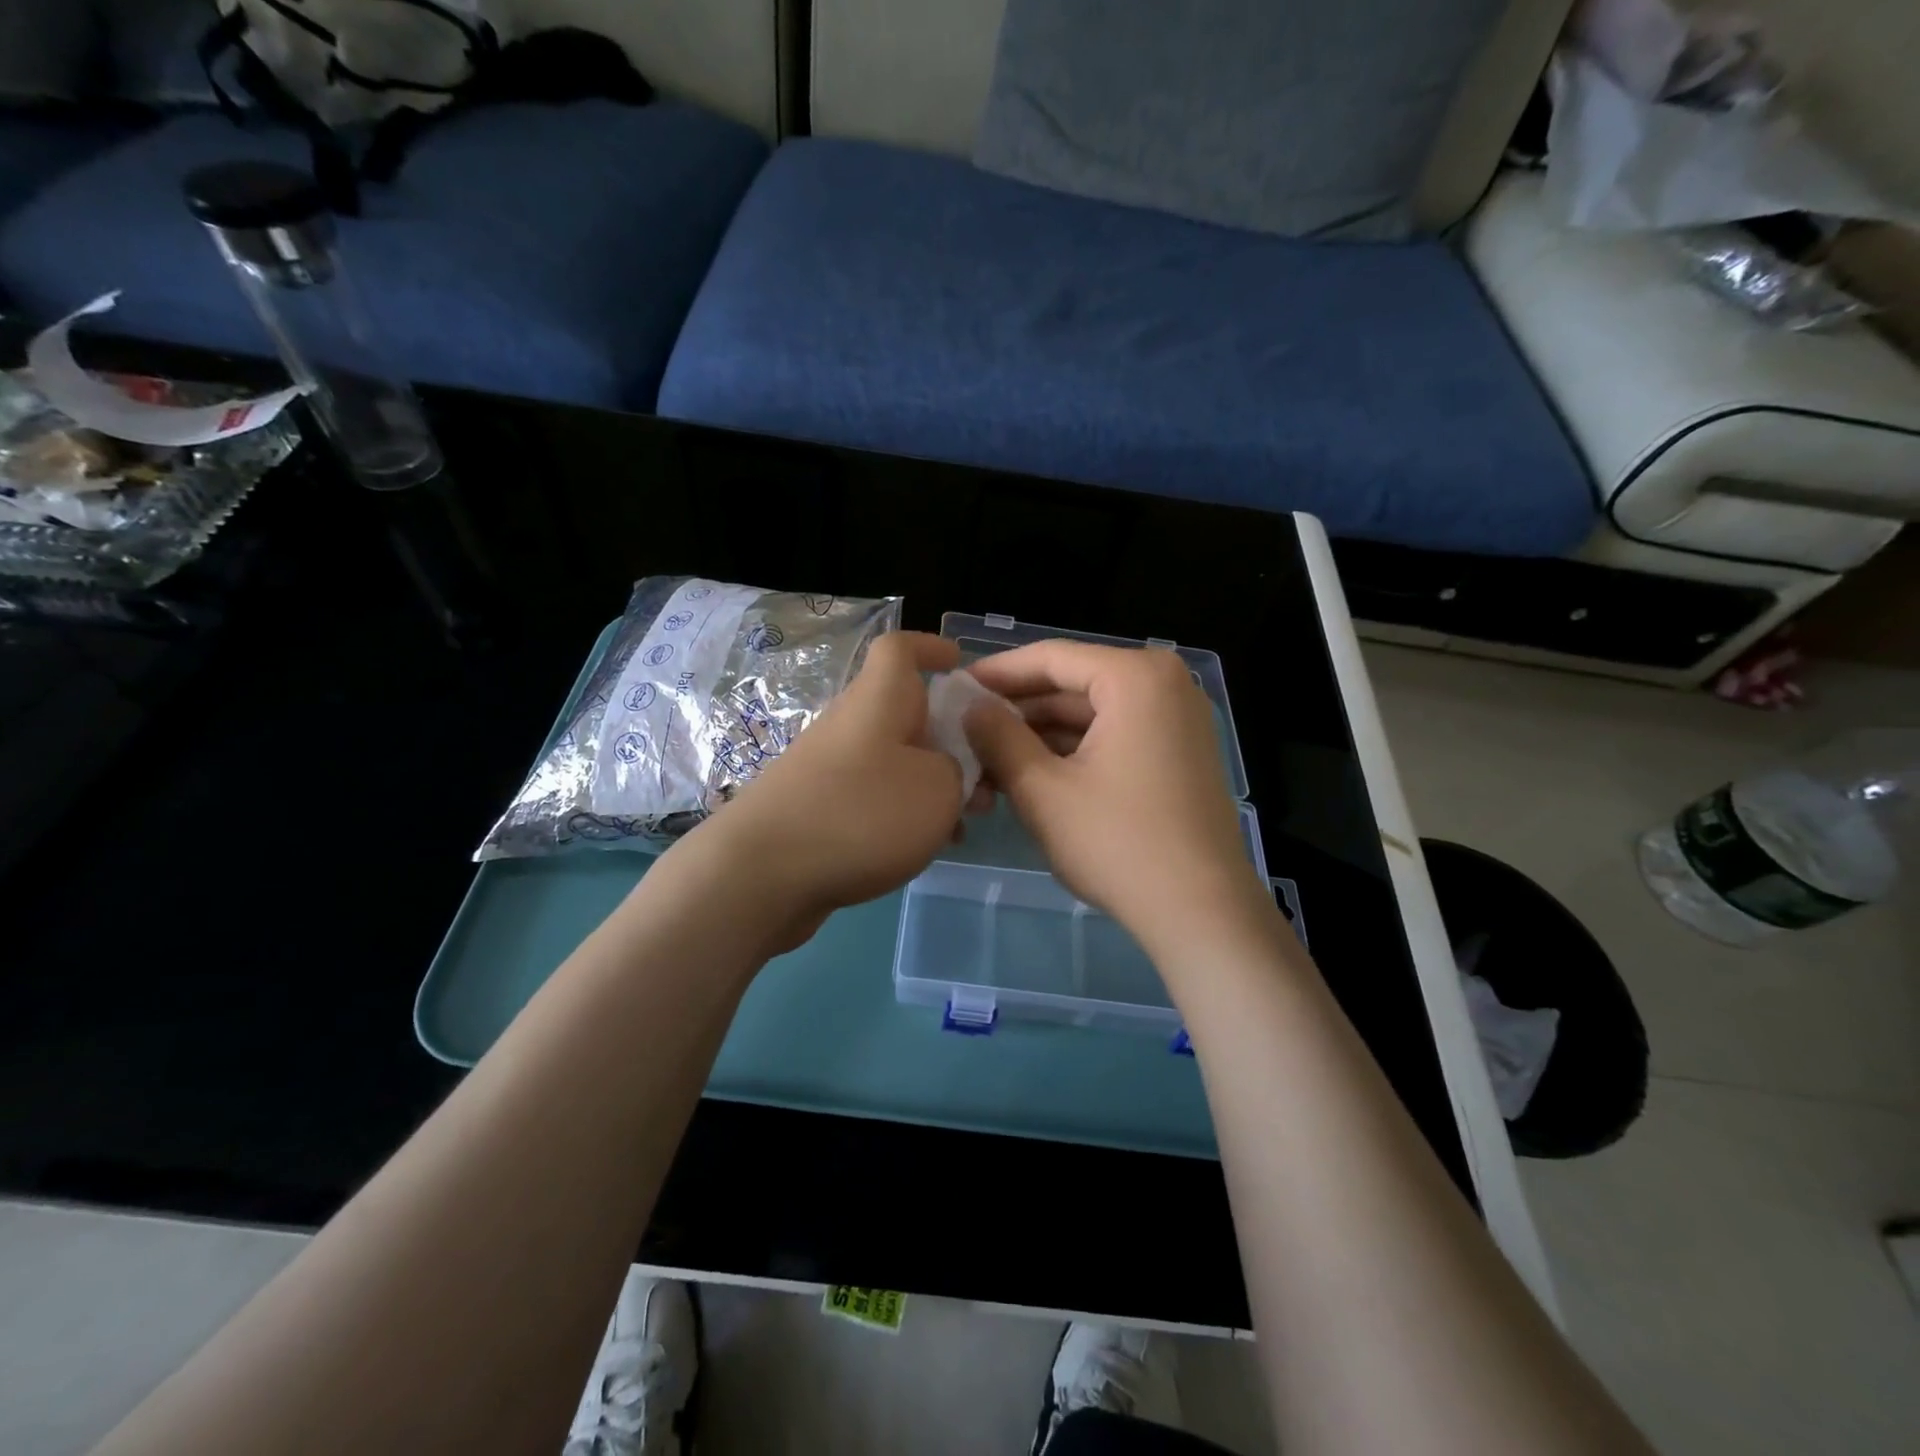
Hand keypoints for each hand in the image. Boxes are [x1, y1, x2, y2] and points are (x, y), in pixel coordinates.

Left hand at [689, 631, 965, 950]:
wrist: (762, 874)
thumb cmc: (862, 814)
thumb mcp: (939, 789)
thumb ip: (959, 770)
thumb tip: (949, 768)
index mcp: (879, 700)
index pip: (900, 648)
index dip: (931, 648)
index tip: (960, 664)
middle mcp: (852, 724)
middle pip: (908, 712)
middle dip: (953, 738)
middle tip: (986, 777)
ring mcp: (830, 767)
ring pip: (896, 760)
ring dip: (935, 783)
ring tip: (965, 822)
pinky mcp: (819, 808)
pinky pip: (874, 796)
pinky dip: (904, 812)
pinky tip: (924, 848)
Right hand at [964, 641, 1275, 967]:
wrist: (1201, 913)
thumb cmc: (1118, 843)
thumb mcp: (1042, 788)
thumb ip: (998, 737)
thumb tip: (969, 706)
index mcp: (1136, 676)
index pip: (1051, 658)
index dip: (996, 673)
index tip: (954, 689)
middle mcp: (1164, 684)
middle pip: (1071, 686)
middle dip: (1016, 715)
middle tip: (964, 736)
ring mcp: (1177, 719)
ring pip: (1090, 716)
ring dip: (1038, 740)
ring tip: (986, 767)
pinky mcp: (1179, 753)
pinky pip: (1113, 737)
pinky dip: (1072, 754)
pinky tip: (1028, 778)